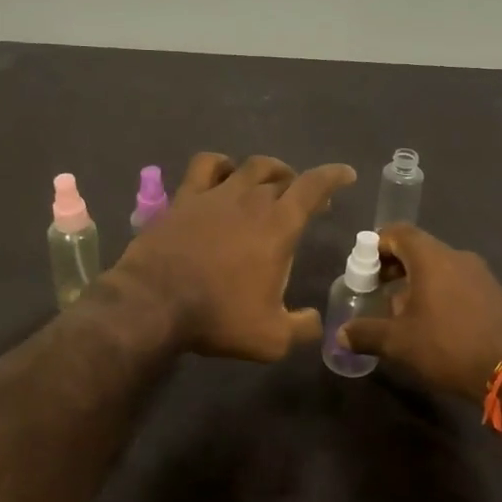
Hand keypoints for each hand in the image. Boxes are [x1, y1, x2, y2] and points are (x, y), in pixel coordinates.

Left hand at [113, 152, 356, 360]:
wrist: (154, 303)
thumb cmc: (218, 316)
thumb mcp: (271, 337)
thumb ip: (301, 327)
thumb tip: (315, 322)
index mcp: (279, 225)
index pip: (313, 186)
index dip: (333, 176)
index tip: (346, 175)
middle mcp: (251, 199)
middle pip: (283, 177)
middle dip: (300, 184)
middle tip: (306, 199)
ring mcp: (215, 194)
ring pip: (249, 166)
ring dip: (267, 170)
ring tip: (271, 181)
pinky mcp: (184, 198)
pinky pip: (206, 166)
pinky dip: (221, 164)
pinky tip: (223, 173)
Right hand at [339, 224, 501, 398]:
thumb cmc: (448, 346)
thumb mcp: (399, 343)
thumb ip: (366, 333)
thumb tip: (341, 335)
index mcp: (431, 258)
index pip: (398, 232)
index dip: (377, 244)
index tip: (363, 265)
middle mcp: (457, 257)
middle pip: (418, 249)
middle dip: (394, 266)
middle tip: (377, 288)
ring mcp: (480, 274)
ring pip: (439, 266)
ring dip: (417, 281)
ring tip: (402, 311)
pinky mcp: (495, 293)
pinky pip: (458, 282)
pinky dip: (439, 292)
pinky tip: (433, 322)